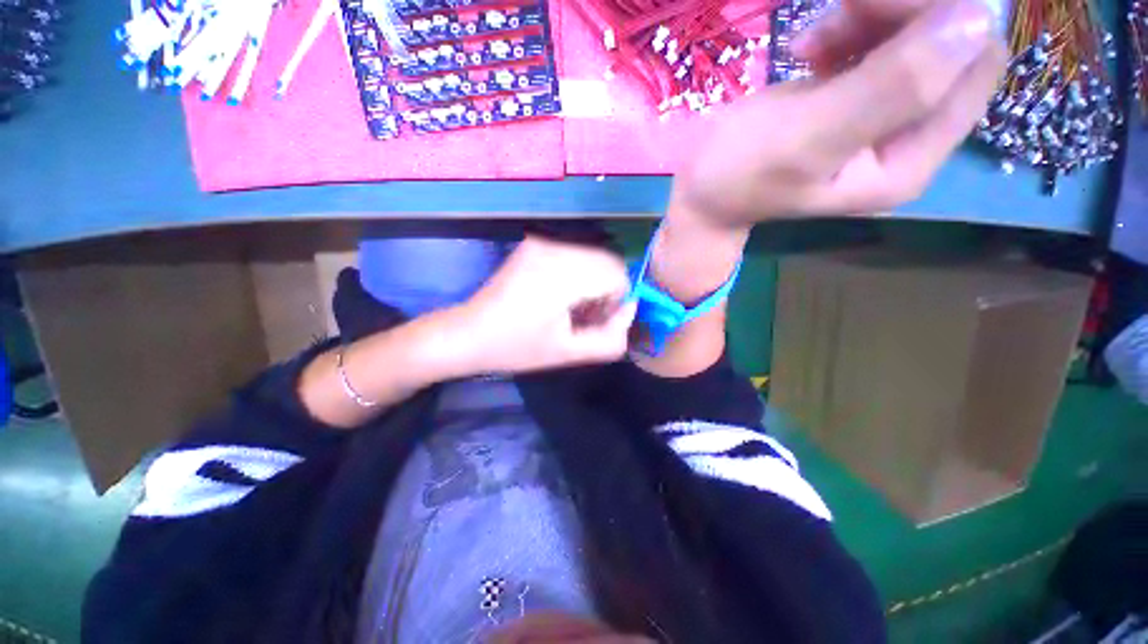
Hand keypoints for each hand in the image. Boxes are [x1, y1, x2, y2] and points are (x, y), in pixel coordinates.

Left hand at [461, 236, 636, 373]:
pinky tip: (558, 295)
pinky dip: (578, 274)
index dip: (616, 300)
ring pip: (594, 256)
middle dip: (606, 290)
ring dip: (593, 282)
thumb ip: (611, 337)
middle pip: (608, 261)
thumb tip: (631, 309)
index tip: (595, 321)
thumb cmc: (517, 347)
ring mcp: (542, 242)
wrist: (468, 333)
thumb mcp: (569, 354)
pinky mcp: (535, 244)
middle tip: (583, 317)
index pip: (617, 273)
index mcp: (561, 274)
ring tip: (569, 308)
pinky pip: (575, 254)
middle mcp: (554, 248)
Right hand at [672, 0, 1006, 224]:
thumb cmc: (737, 173)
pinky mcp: (856, 102)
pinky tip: (812, 46)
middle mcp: (911, 141)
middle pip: (952, 46)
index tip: (870, 5)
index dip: (941, 17)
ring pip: (917, 37)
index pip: (972, 65)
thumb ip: (890, 88)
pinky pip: (882, 45)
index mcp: (909, 163)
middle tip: (844, 9)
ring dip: (872, 17)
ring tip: (816, 36)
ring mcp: (884, 119)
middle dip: (903, 12)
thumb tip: (975, 18)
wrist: (699, 192)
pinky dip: (852, 31)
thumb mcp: (805, 137)